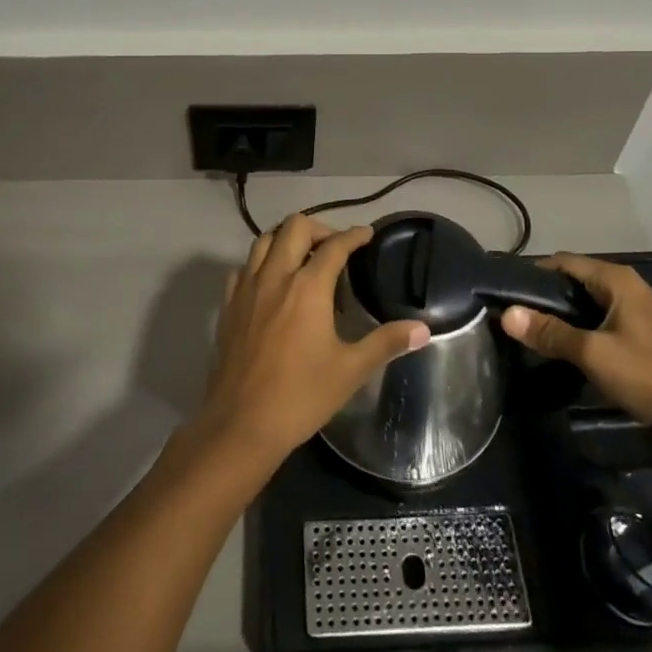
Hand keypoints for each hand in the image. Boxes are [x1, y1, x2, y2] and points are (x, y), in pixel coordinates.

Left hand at [191, 217, 429, 477]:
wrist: (242, 424)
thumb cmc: (302, 395)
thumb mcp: (351, 370)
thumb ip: (386, 342)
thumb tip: (423, 329)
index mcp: (308, 287)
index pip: (335, 246)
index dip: (354, 236)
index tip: (367, 234)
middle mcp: (275, 276)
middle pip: (295, 227)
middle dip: (319, 229)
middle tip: (336, 249)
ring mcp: (247, 288)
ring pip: (264, 240)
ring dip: (286, 239)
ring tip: (304, 258)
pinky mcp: (228, 305)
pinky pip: (244, 267)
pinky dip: (261, 263)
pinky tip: (272, 284)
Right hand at [500, 253, 651, 438]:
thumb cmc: (650, 374)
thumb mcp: (594, 353)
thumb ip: (550, 332)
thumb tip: (507, 314)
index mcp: (615, 279)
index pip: (562, 262)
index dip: (533, 273)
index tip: (505, 292)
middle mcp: (627, 286)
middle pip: (575, 281)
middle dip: (545, 296)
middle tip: (514, 316)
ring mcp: (638, 311)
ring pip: (589, 303)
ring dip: (564, 315)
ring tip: (533, 333)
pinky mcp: (644, 334)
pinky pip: (603, 321)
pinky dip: (582, 329)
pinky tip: (567, 349)